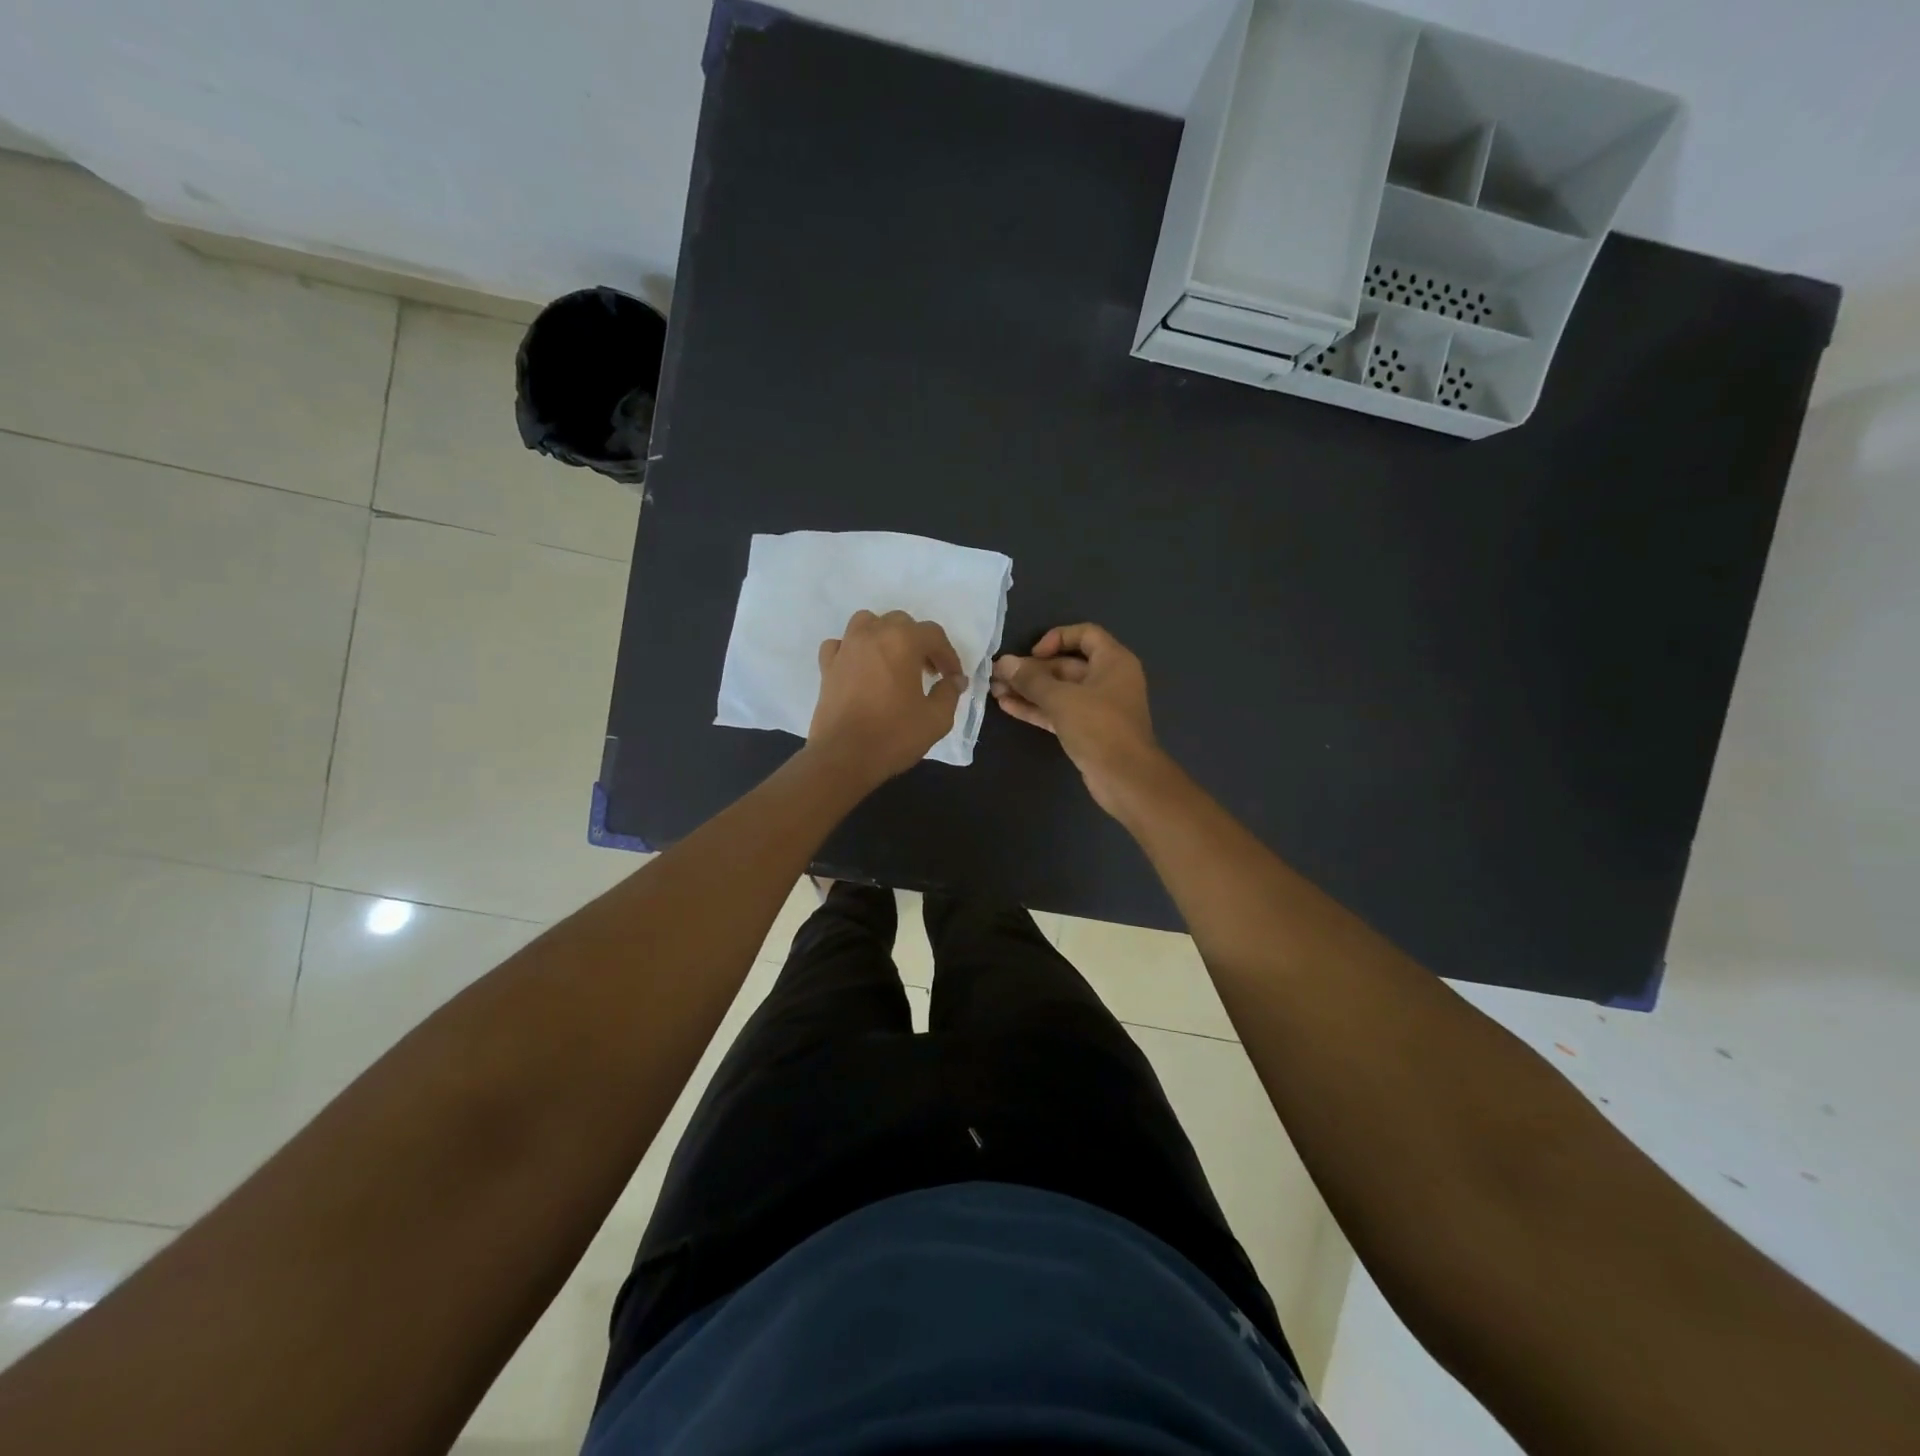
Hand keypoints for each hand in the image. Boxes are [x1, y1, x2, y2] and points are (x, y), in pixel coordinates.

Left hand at [809, 609, 964, 786]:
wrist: (844, 757)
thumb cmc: (894, 735)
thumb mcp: (936, 719)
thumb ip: (949, 693)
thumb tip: (955, 680)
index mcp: (903, 641)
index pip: (934, 635)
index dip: (948, 656)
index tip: (953, 678)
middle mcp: (873, 634)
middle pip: (901, 623)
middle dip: (919, 643)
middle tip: (927, 671)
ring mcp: (846, 647)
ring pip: (868, 623)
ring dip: (885, 635)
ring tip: (893, 661)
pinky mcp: (827, 666)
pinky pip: (841, 644)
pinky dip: (853, 650)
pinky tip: (860, 667)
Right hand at [991, 623, 1166, 816]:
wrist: (1125, 778)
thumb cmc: (1099, 727)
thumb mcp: (1062, 699)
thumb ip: (1031, 680)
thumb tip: (1003, 662)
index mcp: (1113, 661)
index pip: (1085, 634)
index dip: (1057, 638)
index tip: (1033, 654)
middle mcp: (1108, 679)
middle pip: (1066, 664)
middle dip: (1032, 670)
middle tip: (998, 674)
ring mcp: (1097, 707)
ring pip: (1059, 691)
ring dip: (1029, 690)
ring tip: (995, 690)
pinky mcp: (1086, 730)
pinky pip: (1058, 711)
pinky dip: (1036, 708)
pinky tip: (1007, 706)